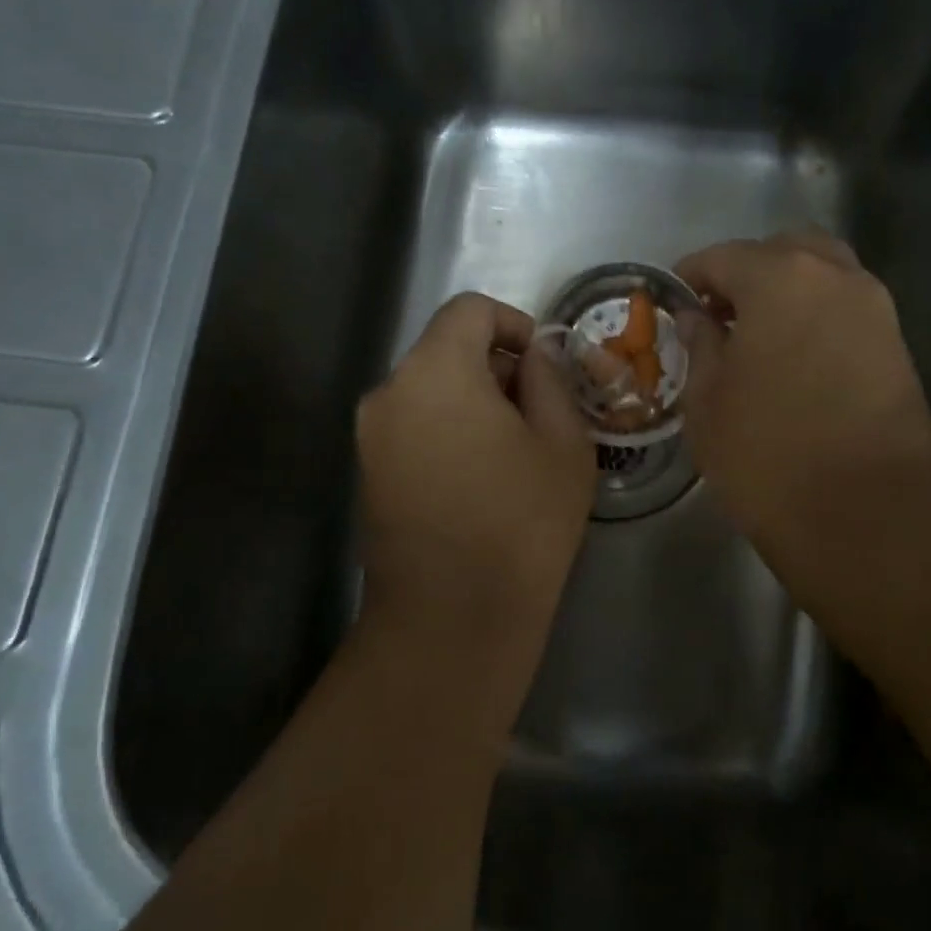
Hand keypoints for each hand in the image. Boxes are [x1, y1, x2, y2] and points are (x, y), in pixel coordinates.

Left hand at [357, 293, 594, 636]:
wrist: (452, 619)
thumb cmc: (521, 523)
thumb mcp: (563, 442)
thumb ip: (550, 379)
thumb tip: (536, 354)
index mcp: (436, 371)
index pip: (470, 310)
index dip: (514, 323)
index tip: (544, 366)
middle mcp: (389, 391)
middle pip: (446, 349)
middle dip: (496, 367)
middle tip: (540, 414)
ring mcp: (370, 435)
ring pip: (429, 390)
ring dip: (473, 401)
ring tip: (514, 451)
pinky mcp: (367, 473)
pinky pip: (413, 426)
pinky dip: (447, 430)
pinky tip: (480, 478)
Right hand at [675, 231, 930, 555]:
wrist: (867, 513)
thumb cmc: (768, 453)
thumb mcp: (708, 400)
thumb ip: (700, 345)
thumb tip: (697, 317)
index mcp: (780, 279)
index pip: (723, 257)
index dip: (691, 275)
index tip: (674, 300)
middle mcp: (835, 277)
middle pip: (784, 251)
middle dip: (746, 272)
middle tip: (719, 313)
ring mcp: (875, 310)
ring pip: (824, 275)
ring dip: (787, 291)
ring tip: (757, 337)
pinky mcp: (897, 346)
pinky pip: (846, 309)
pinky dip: (816, 316)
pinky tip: (794, 359)